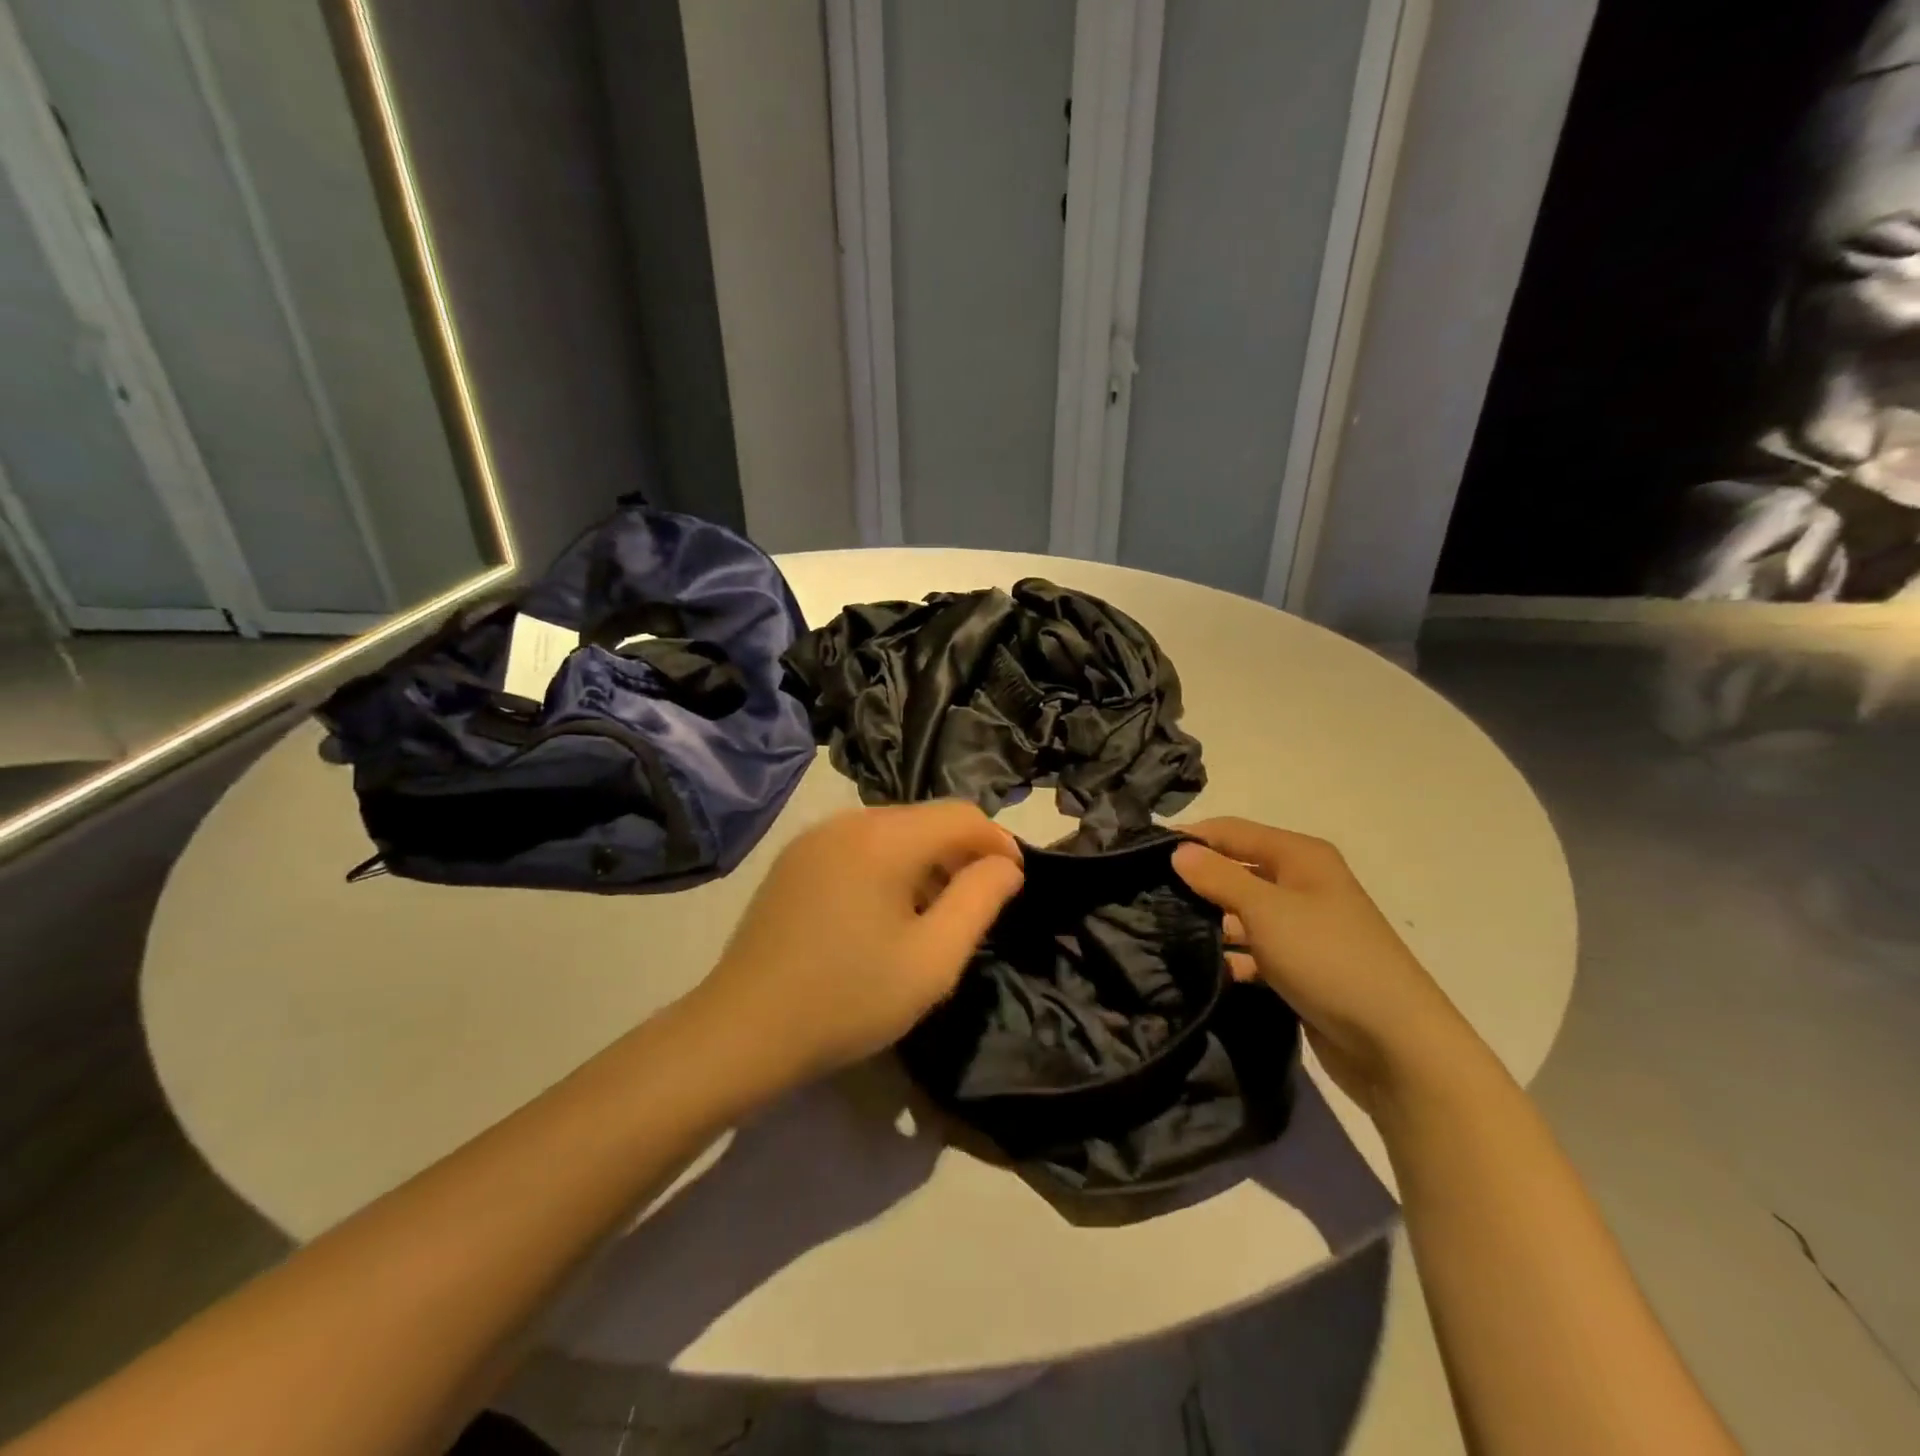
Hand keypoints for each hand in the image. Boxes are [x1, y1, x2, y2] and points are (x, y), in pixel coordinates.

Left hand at [692, 803, 1023, 1090]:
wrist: (742, 1030)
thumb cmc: (847, 998)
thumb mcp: (932, 960)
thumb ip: (979, 901)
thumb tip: (1005, 865)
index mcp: (883, 838)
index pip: (962, 815)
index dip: (998, 843)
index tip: (1014, 885)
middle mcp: (848, 821)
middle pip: (926, 819)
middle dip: (961, 854)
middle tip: (975, 908)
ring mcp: (814, 838)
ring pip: (892, 831)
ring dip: (925, 861)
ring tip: (933, 915)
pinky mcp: (794, 860)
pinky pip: (858, 846)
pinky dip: (888, 867)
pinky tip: (884, 914)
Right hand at [1173, 818, 1476, 1114]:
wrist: (1396, 1045)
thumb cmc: (1329, 958)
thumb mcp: (1267, 910)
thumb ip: (1218, 877)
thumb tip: (1177, 850)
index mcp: (1300, 857)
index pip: (1231, 831)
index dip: (1190, 837)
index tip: (1141, 853)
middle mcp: (1302, 884)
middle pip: (1236, 870)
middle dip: (1196, 880)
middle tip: (1145, 894)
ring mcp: (1302, 928)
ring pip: (1242, 913)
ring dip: (1210, 921)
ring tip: (1160, 930)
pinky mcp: (1300, 967)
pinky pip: (1254, 950)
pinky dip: (1230, 956)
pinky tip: (1200, 967)